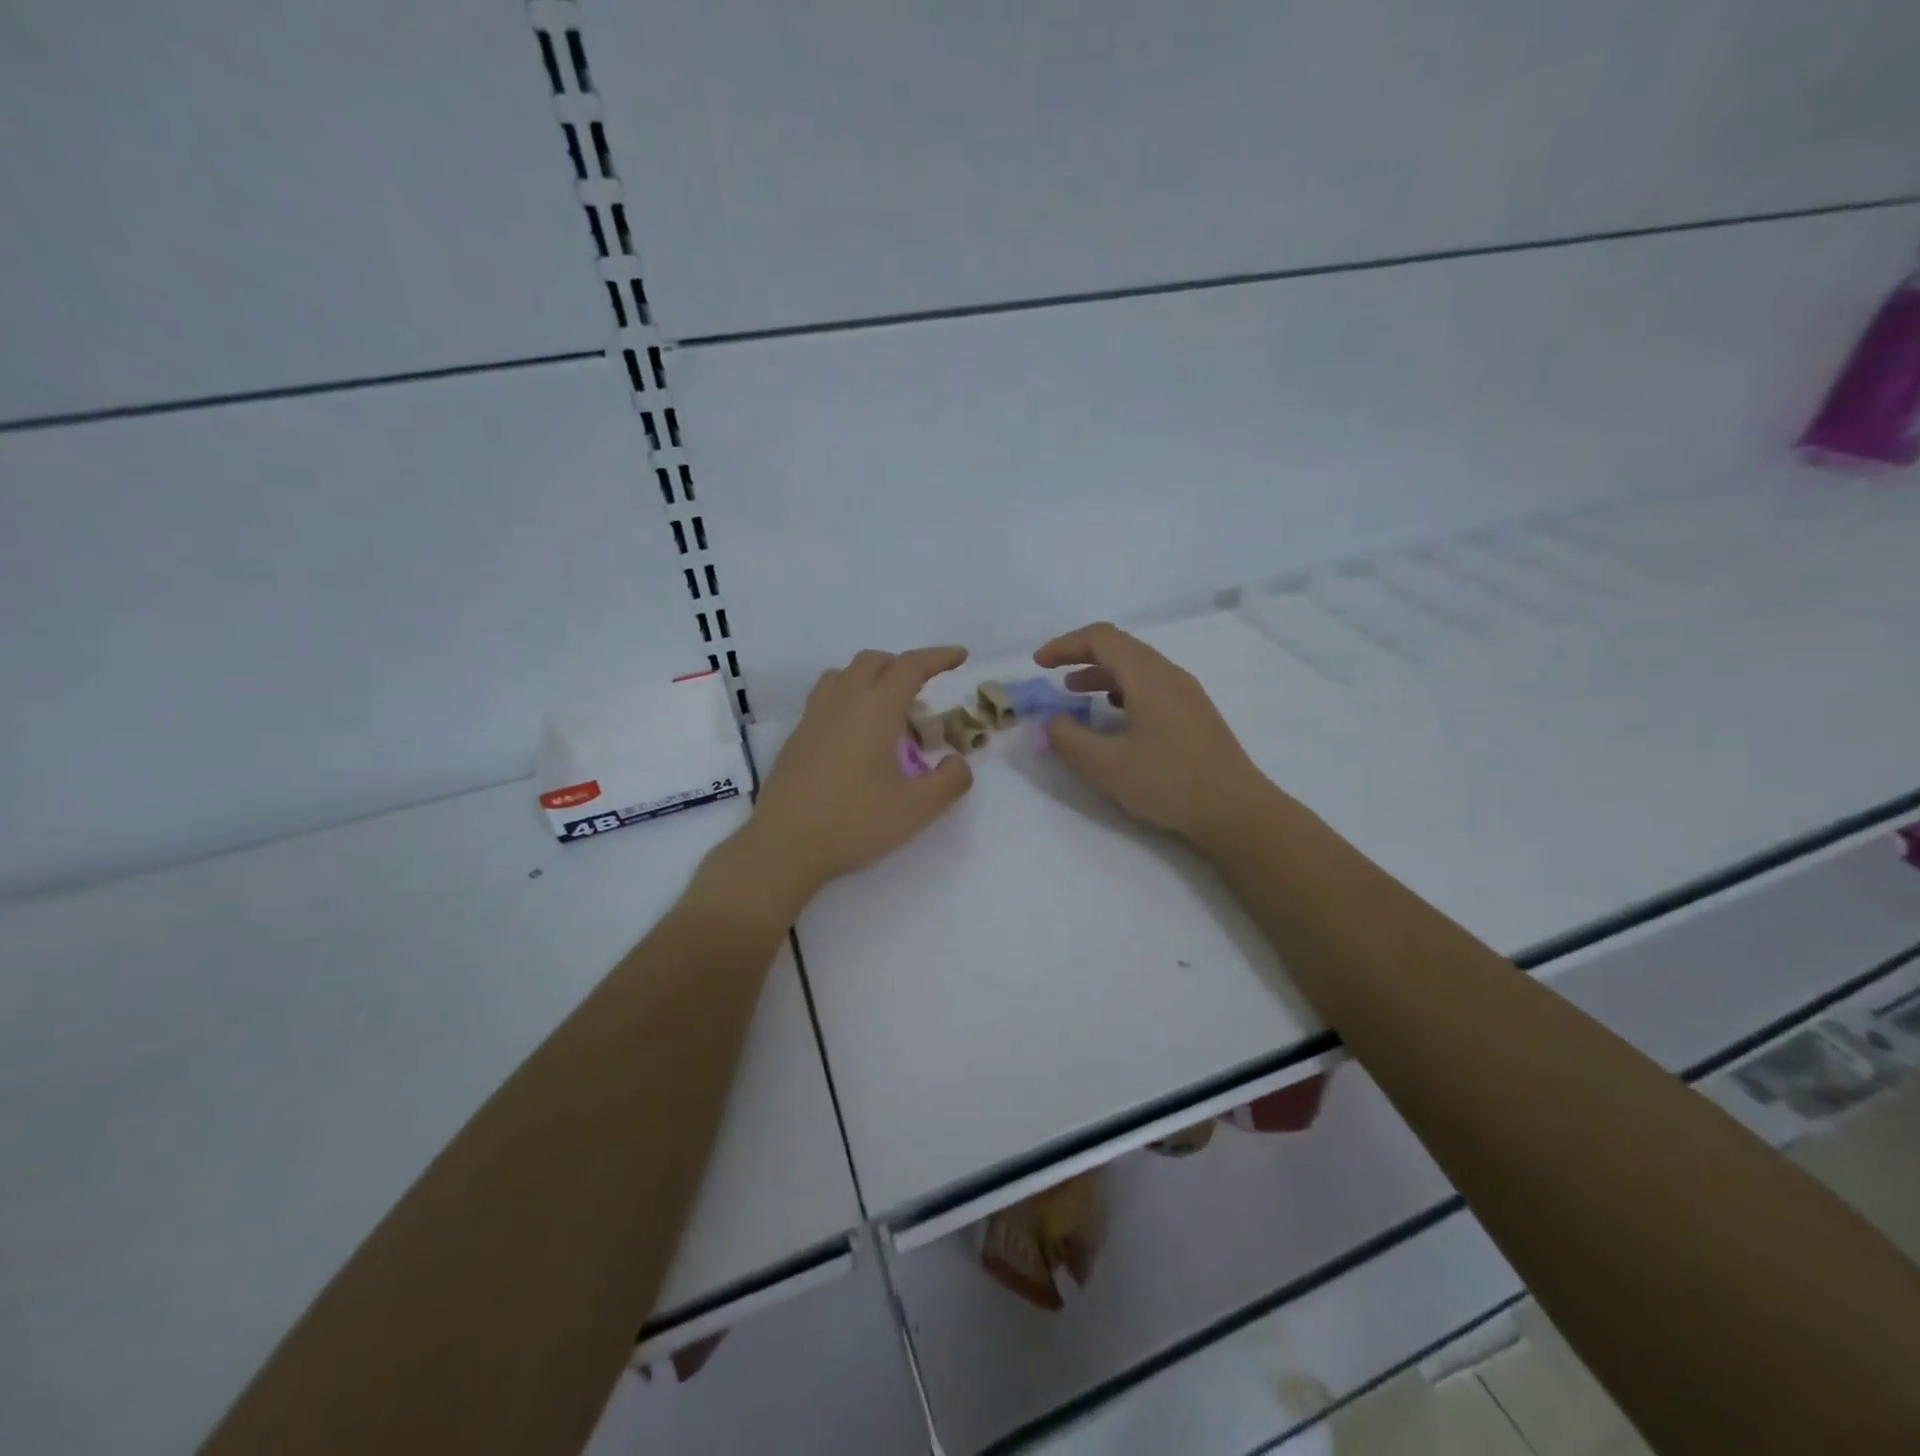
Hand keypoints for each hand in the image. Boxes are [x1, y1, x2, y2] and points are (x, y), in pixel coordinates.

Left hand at [723, 647, 974, 918]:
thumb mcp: (918, 808)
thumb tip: (956, 762)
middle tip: (923, 693)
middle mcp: (842, 701)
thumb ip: (950, 780)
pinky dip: (849, 698)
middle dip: (903, 666)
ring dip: (871, 679)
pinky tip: (856, 736)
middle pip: (874, 662)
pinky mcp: (797, 737)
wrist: (785, 846)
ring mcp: (813, 717)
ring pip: (844, 675)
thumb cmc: (855, 822)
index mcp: (875, 709)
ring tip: (888, 712)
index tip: (960, 656)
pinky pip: (826, 698)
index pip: (911, 666)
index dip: (938, 657)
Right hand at [1034, 622, 1270, 851]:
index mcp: (1148, 676)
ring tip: (1076, 695)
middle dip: (1081, 656)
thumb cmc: (1168, 782)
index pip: (1101, 639)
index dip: (1065, 645)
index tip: (1038, 664)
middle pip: (1121, 647)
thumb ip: (1068, 739)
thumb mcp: (1105, 765)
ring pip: (1138, 668)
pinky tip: (1115, 716)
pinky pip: (1152, 686)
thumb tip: (1050, 720)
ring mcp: (1187, 694)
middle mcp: (1170, 675)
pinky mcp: (1195, 715)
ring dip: (1102, 674)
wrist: (1236, 810)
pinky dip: (1123, 690)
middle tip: (1053, 676)